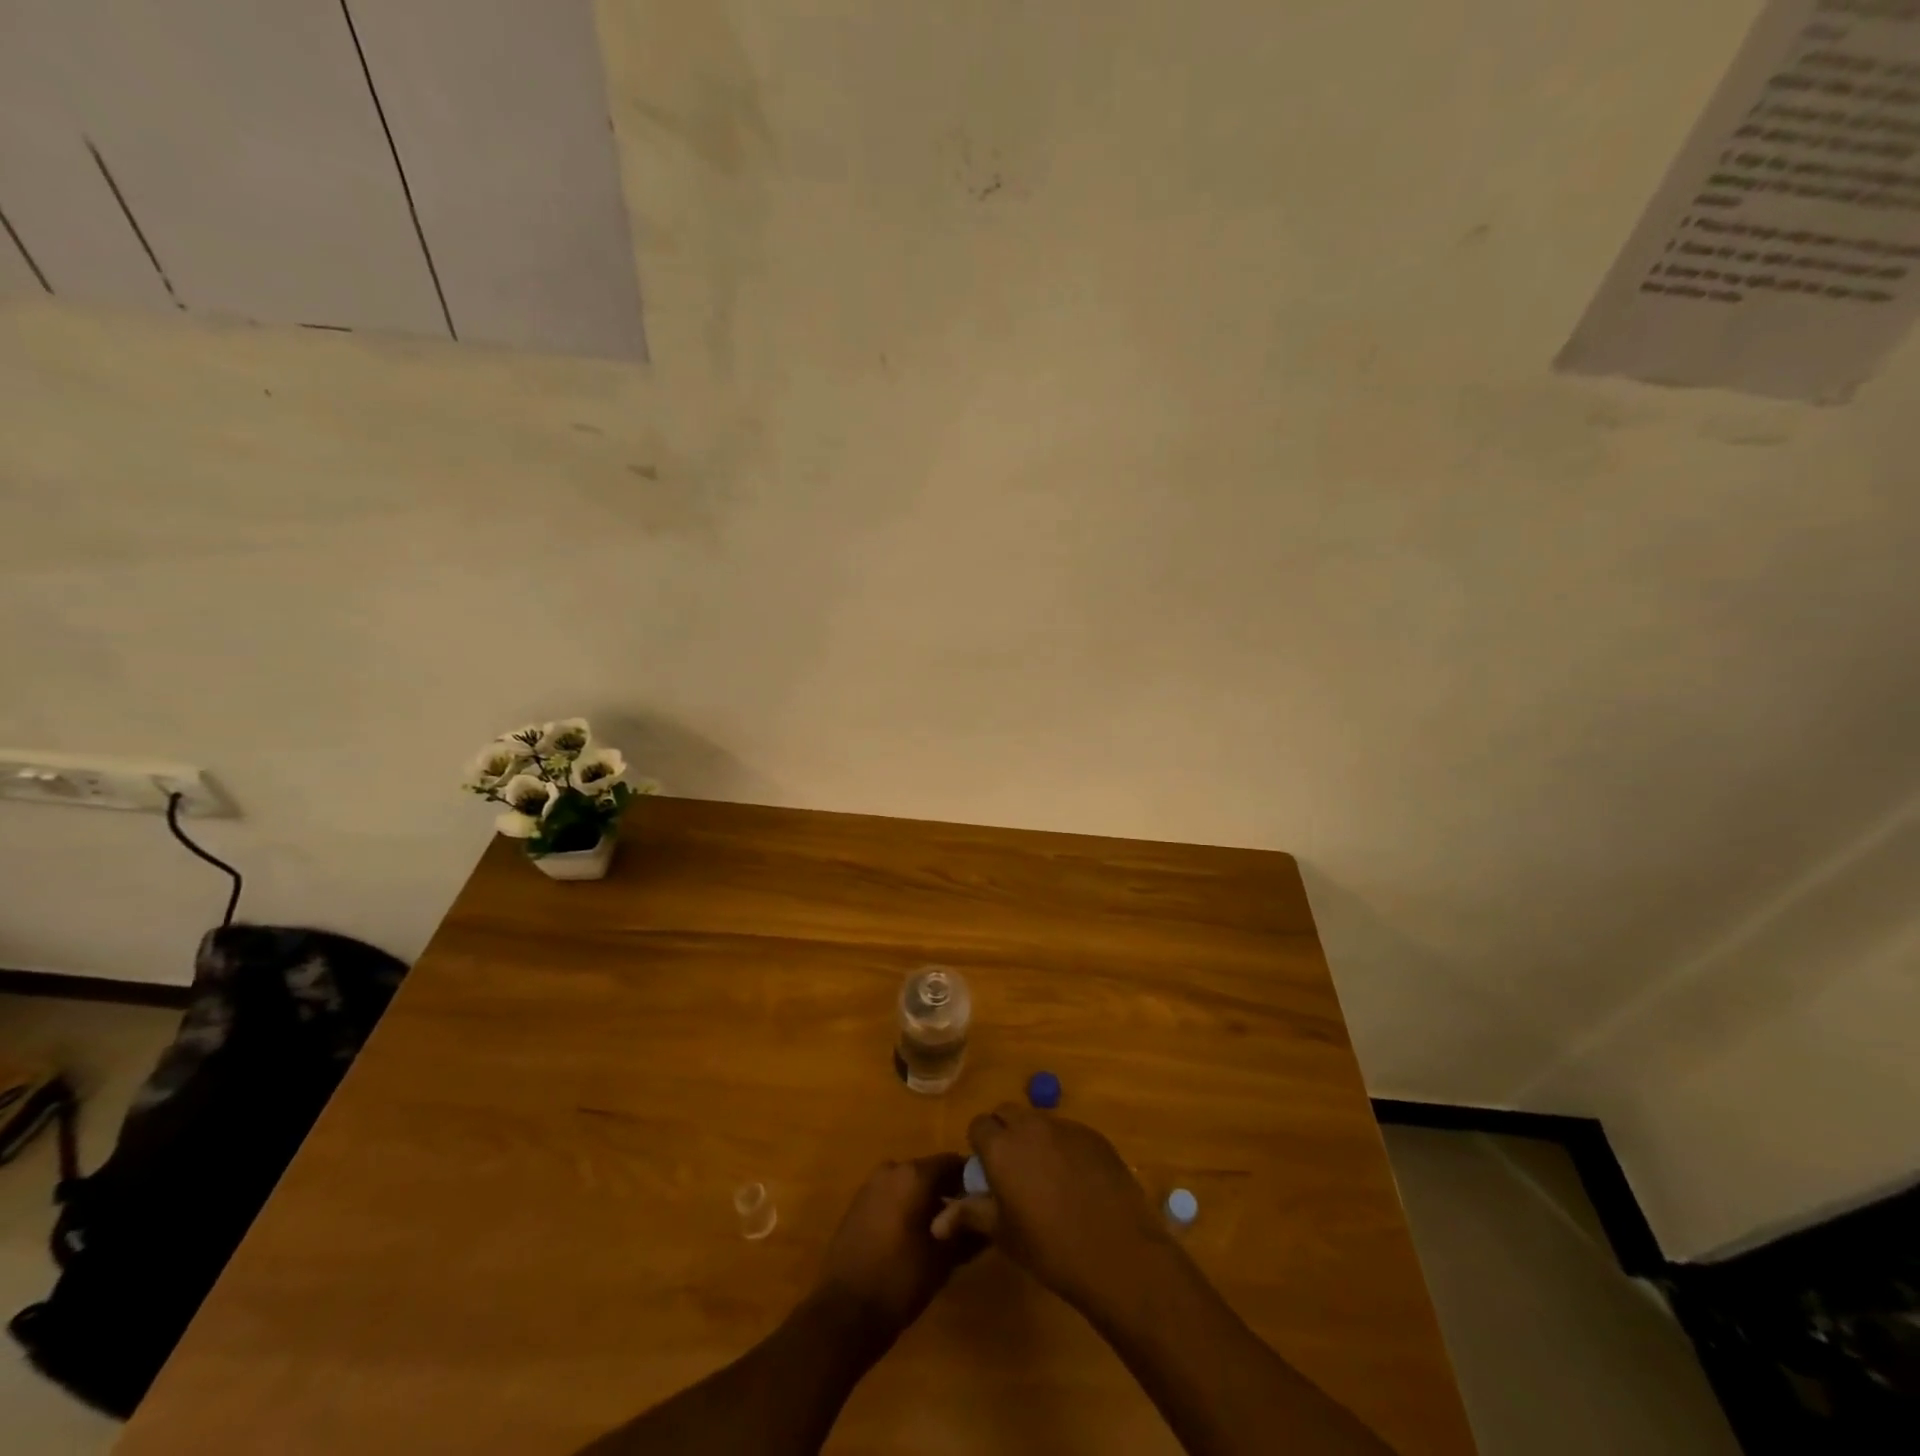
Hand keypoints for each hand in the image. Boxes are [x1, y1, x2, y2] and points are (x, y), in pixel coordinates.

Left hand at [815, 1154, 980, 1341]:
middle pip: (931, 1173)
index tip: (985, 1203)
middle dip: (950, 1193)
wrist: (843, 1313)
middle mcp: (892, 1169)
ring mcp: (871, 1186)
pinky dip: (906, 1210)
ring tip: (942, 1236)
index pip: (954, 1163)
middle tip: (967, 1223)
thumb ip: (969, 1233)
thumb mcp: (943, 1260)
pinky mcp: (858, 1205)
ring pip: (910, 1186)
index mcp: (914, 1174)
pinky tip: (914, 1240)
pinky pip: (891, 1197)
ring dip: (927, 1203)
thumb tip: (989, 1221)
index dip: (972, 1181)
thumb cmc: (899, 1281)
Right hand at [938, 1104, 1169, 1314]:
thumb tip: (937, 1221)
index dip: (980, 1146)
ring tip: (1046, 1179)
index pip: (979, 1125)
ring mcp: (1066, 1127)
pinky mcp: (1094, 1136)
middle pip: (1008, 1113)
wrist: (1117, 1253)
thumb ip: (970, 1215)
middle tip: (1012, 1172)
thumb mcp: (1004, 1234)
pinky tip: (1076, 1183)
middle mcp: (1031, 1126)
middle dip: (1005, 1134)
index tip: (988, 1173)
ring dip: (1035, 1139)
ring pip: (1039, 1121)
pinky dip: (1064, 1148)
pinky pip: (1068, 1133)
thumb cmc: (1050, 1248)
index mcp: (1002, 1146)